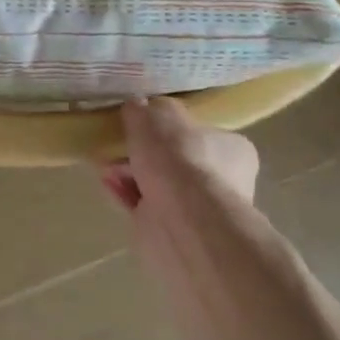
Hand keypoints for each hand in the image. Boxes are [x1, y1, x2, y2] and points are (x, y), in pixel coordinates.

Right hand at [100, 97, 258, 215]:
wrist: (182, 219)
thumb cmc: (180, 157)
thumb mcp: (158, 114)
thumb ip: (146, 109)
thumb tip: (138, 108)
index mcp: (233, 149)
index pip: (204, 133)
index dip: (172, 128)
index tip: (144, 124)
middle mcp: (223, 181)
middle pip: (176, 160)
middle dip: (144, 153)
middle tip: (120, 143)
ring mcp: (198, 210)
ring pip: (158, 185)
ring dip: (130, 173)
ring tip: (106, 164)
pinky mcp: (173, 231)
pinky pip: (144, 206)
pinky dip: (125, 193)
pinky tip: (107, 182)